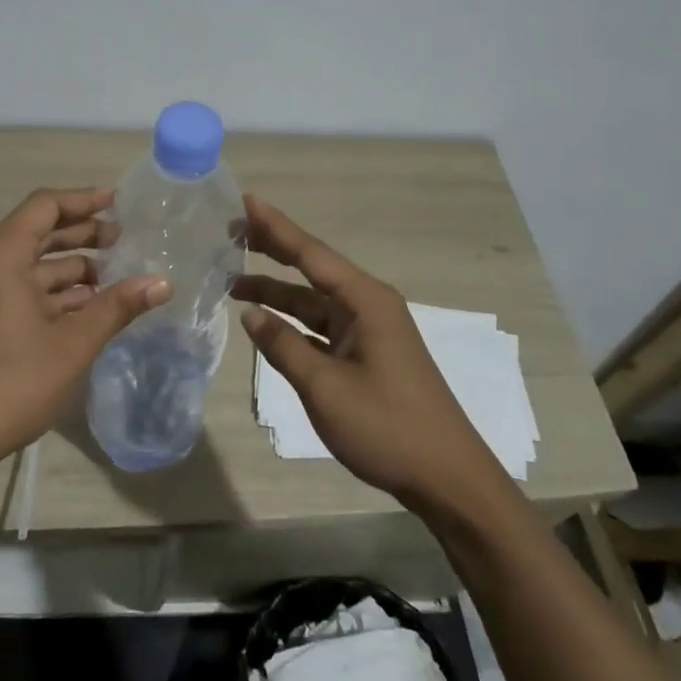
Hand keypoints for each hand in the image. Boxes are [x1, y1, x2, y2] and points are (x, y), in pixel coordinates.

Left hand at [0, 188, 168, 500]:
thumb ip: (118, 306)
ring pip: (30, 262)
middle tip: (124, 240)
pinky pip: (17, 285)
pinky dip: (51, 290)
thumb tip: (162, 282)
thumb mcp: (73, 344)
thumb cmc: (12, 383)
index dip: (84, 200)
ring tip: (115, 275)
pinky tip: (86, 304)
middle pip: (37, 231)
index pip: (45, 206)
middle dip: (82, 234)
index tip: (119, 202)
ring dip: (70, 267)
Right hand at [233, 196, 501, 509]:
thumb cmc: (387, 427)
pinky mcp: (367, 356)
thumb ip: (283, 346)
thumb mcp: (325, 387)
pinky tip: (266, 323)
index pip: (311, 253)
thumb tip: (251, 314)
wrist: (447, 480)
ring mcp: (369, 332)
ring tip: (233, 282)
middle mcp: (367, 306)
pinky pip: (321, 328)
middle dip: (274, 250)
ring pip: (313, 302)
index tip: (245, 201)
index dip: (275, 227)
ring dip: (277, 293)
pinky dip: (293, 323)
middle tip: (232, 231)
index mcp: (365, 301)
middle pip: (313, 269)